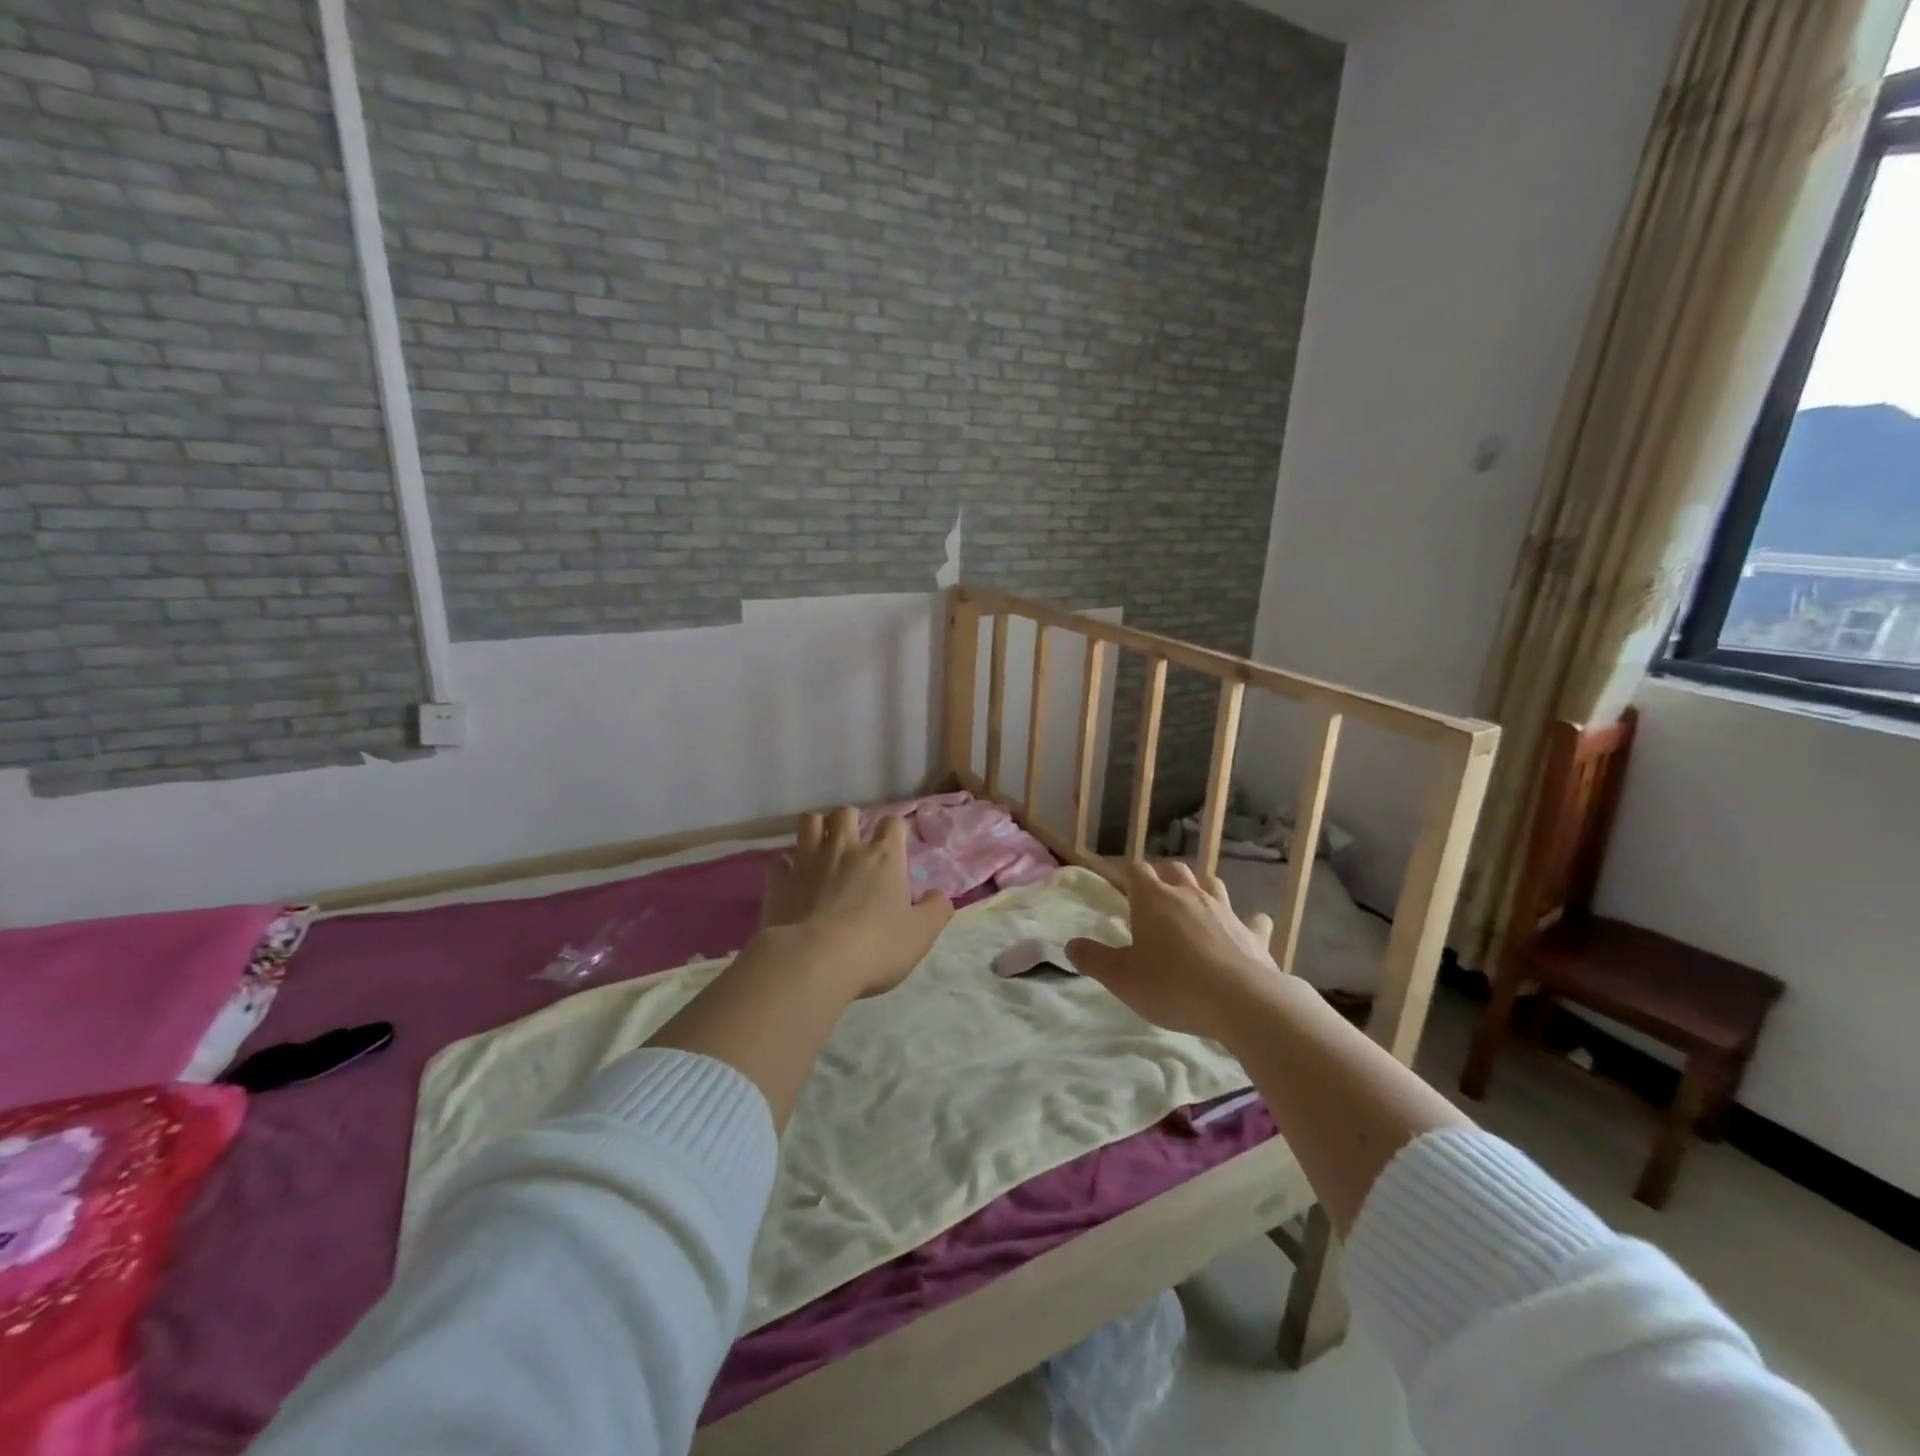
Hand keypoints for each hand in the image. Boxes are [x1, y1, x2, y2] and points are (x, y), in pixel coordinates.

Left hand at [759, 808, 953, 998]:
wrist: (813, 961)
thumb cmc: (875, 947)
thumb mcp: (920, 935)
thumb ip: (936, 910)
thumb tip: (939, 895)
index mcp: (884, 857)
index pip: (893, 824)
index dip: (894, 830)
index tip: (894, 845)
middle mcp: (846, 848)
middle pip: (846, 813)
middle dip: (851, 821)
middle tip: (853, 843)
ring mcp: (808, 860)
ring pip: (809, 822)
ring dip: (816, 828)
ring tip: (821, 846)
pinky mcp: (780, 880)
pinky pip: (780, 860)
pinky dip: (787, 865)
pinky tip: (792, 878)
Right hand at [1068, 860, 1284, 1043]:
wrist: (1244, 1003)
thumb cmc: (1173, 986)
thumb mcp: (1122, 978)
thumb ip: (1094, 959)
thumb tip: (1071, 945)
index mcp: (1154, 899)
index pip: (1134, 870)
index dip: (1122, 870)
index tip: (1113, 877)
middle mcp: (1190, 895)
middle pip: (1173, 869)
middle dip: (1160, 874)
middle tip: (1150, 891)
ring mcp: (1225, 911)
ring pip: (1210, 884)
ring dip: (1199, 887)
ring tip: (1191, 900)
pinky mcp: (1253, 934)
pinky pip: (1252, 920)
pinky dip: (1246, 921)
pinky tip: (1246, 927)